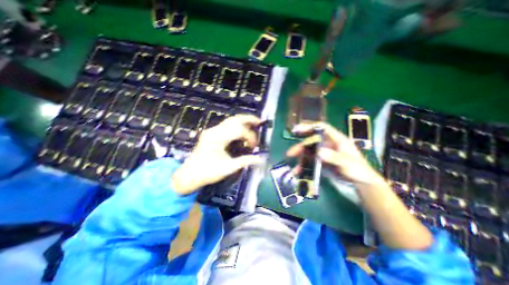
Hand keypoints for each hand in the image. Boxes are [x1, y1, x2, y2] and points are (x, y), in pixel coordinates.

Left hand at [172, 114, 263, 194]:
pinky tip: (243, 129)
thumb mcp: (228, 168)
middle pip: (234, 119)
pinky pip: (227, 125)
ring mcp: (212, 131)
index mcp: (217, 137)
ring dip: (243, 121)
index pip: (239, 130)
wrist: (189, 175)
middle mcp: (214, 130)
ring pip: (230, 120)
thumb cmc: (207, 172)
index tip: (254, 146)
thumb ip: (245, 161)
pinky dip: (237, 126)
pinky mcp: (212, 134)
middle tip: (259, 121)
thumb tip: (260, 158)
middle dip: (248, 119)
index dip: (250, 136)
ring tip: (254, 123)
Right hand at [287, 122, 384, 185]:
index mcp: (336, 139)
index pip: (322, 128)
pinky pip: (310, 161)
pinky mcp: (322, 162)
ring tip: (294, 168)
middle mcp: (328, 144)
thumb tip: (319, 152)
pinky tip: (299, 172)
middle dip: (300, 147)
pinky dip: (304, 166)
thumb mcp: (348, 164)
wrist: (362, 183)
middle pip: (311, 141)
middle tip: (290, 153)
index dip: (309, 126)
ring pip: (309, 152)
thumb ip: (334, 158)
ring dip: (300, 159)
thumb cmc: (358, 170)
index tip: (297, 129)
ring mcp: (324, 153)